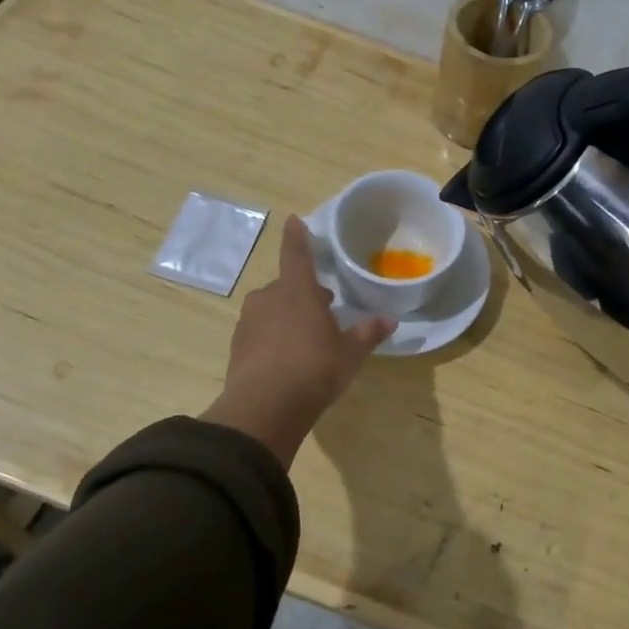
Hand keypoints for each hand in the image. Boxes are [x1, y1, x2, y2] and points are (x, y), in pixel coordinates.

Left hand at [200, 217, 394, 466]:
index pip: (297, 254)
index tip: (293, 220)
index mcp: (297, 291)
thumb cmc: (314, 368)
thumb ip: (367, 333)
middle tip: (324, 308)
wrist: (264, 408)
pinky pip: (259, 332)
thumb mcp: (349, 353)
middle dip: (303, 293)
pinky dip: (273, 338)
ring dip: (287, 316)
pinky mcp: (237, 347)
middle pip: (286, 286)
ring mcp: (249, 322)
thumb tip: (390, 321)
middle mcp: (269, 298)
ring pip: (271, 309)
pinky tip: (287, 359)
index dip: (297, 236)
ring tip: (307, 338)